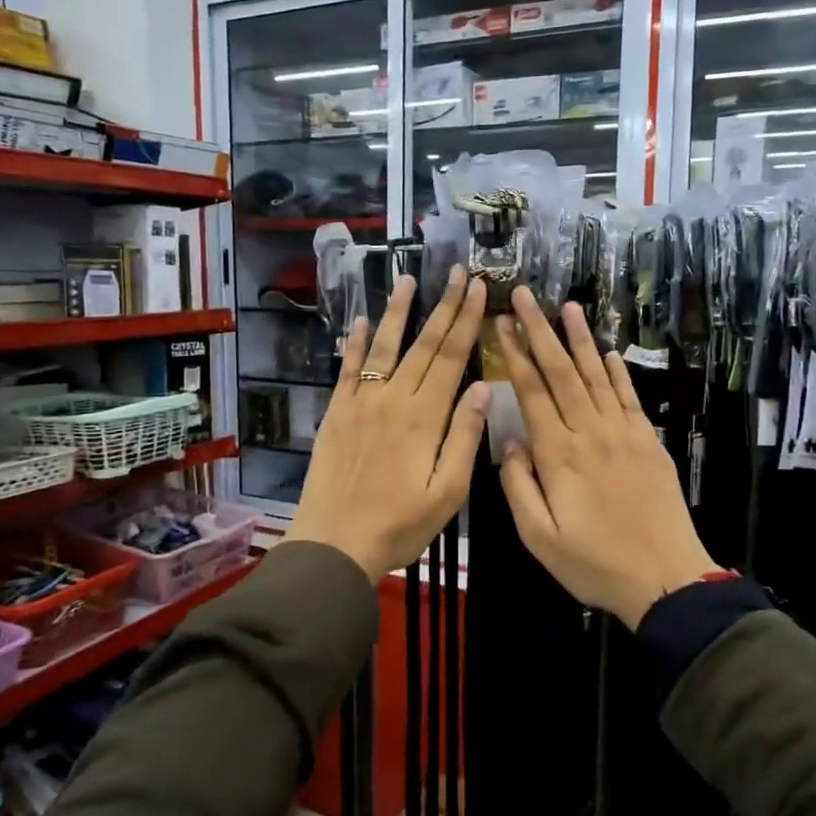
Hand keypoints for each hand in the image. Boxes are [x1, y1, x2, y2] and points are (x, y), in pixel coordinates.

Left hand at [284, 269, 489, 581]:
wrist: (335, 543)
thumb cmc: (400, 525)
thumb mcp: (447, 492)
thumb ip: (464, 437)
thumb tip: (481, 387)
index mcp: (424, 417)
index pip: (451, 358)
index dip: (467, 321)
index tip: (478, 290)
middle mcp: (392, 399)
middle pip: (423, 345)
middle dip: (443, 306)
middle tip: (456, 272)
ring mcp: (360, 403)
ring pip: (384, 348)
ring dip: (398, 312)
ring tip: (408, 280)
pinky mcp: (337, 413)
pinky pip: (348, 370)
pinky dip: (357, 343)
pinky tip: (363, 321)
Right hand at [494, 285, 720, 629]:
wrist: (665, 578)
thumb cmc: (594, 564)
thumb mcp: (539, 536)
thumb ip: (519, 485)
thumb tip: (511, 439)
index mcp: (559, 454)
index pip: (532, 392)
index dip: (515, 354)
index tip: (501, 323)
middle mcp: (591, 432)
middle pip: (562, 372)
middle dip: (541, 330)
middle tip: (525, 295)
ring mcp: (624, 433)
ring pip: (597, 375)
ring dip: (580, 339)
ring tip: (567, 306)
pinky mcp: (648, 442)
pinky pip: (629, 397)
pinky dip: (617, 371)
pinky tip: (608, 350)